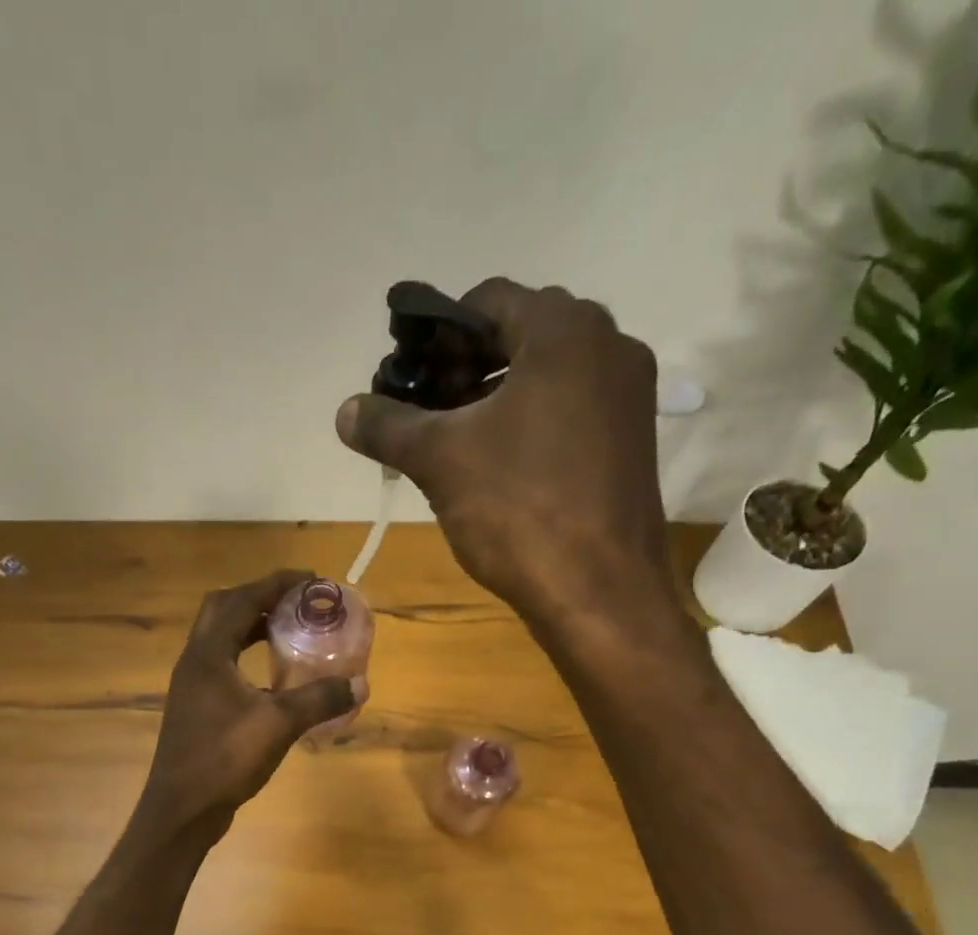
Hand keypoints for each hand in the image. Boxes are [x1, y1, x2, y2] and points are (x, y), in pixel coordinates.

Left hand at [138, 570, 360, 836]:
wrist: (182, 808)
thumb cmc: (224, 759)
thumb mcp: (279, 725)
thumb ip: (320, 699)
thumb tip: (361, 683)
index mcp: (208, 654)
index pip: (241, 599)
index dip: (276, 584)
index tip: (311, 579)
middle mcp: (194, 660)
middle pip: (223, 609)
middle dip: (260, 597)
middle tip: (297, 602)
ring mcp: (191, 685)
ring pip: (220, 637)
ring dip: (251, 625)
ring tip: (289, 629)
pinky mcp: (196, 706)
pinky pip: (221, 663)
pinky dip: (246, 654)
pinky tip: (272, 676)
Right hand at [336, 279, 675, 629]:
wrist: (599, 591)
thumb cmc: (518, 509)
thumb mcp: (440, 461)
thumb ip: (388, 426)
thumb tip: (345, 410)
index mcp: (564, 332)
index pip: (488, 301)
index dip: (438, 333)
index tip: (408, 375)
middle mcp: (608, 346)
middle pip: (520, 334)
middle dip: (465, 367)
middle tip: (425, 409)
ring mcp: (628, 396)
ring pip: (546, 375)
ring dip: (494, 396)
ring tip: (452, 441)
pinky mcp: (632, 441)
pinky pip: (570, 409)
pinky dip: (528, 422)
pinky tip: (496, 467)